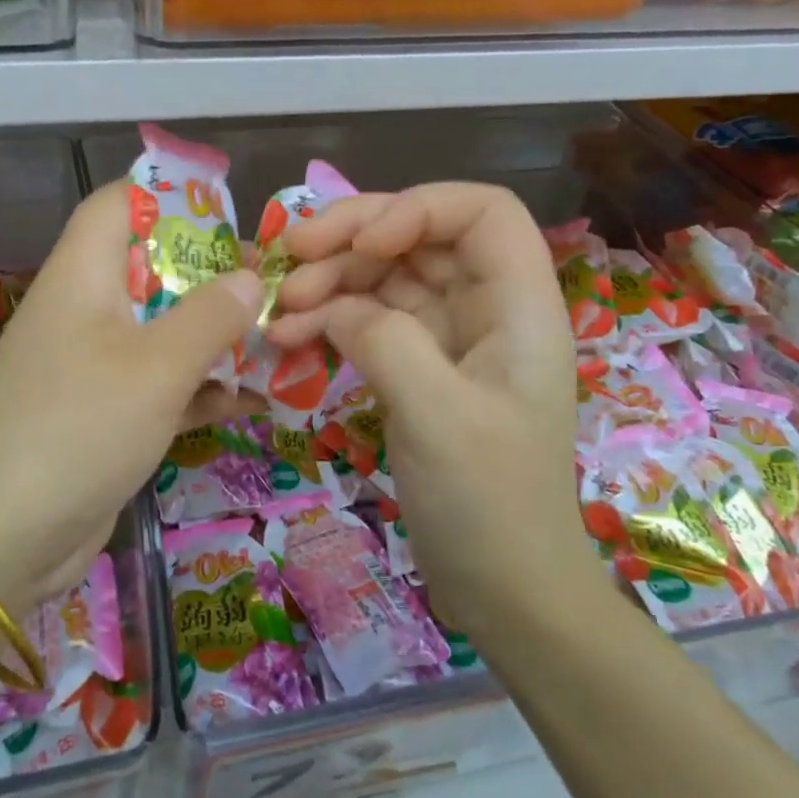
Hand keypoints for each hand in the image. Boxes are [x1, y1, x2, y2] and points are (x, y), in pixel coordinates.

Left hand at [0, 181, 263, 615]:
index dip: (172, 197)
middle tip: (272, 287)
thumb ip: (209, 316)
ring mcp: (95, 365)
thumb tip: (250, 277)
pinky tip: (253, 401)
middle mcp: (87, 310)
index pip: (120, 204)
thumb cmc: (77, 428)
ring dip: (216, 336)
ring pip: (164, 330)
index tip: (231, 216)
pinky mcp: (106, 415)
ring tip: (280, 340)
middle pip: (153, 268)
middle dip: (213, 276)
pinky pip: (162, 385)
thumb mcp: (156, 367)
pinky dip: (202, 389)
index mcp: (84, 275)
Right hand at [267, 183, 605, 638]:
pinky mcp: (415, 368)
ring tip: (279, 311)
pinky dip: (327, 321)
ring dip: (329, 282)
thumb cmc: (489, 504)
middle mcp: (484, 309)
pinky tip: (287, 339)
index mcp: (518, 306)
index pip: (480, 212)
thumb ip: (386, 341)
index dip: (419, 208)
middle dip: (352, 239)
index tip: (362, 243)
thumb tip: (332, 307)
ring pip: (384, 277)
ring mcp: (447, 339)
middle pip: (418, 237)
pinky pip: (366, 321)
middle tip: (290, 257)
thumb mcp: (439, 417)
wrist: (503, 589)